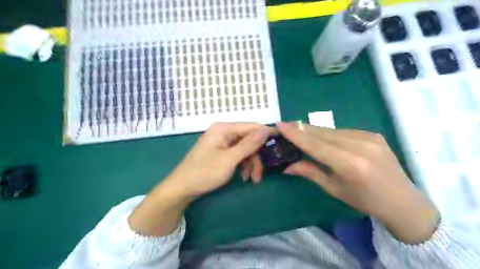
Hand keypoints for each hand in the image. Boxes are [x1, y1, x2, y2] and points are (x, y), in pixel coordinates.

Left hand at [166, 123, 272, 198]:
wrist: (182, 188)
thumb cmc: (204, 172)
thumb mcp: (230, 159)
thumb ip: (249, 144)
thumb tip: (267, 128)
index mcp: (224, 128)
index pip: (252, 127)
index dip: (266, 135)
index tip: (281, 144)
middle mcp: (224, 132)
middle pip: (249, 140)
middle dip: (256, 157)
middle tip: (260, 175)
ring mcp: (222, 143)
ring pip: (245, 150)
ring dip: (251, 164)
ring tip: (252, 179)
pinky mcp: (221, 152)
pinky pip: (237, 155)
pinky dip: (243, 166)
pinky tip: (244, 177)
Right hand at [277, 122, 437, 243]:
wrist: (403, 201)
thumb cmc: (365, 201)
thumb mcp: (334, 189)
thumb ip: (310, 172)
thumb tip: (287, 166)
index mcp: (350, 164)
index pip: (315, 144)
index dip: (296, 134)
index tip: (280, 125)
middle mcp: (360, 146)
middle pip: (322, 133)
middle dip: (301, 129)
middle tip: (285, 127)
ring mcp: (369, 137)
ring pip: (331, 130)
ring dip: (314, 131)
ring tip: (300, 132)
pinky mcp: (373, 134)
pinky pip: (343, 131)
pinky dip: (328, 133)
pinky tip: (322, 138)